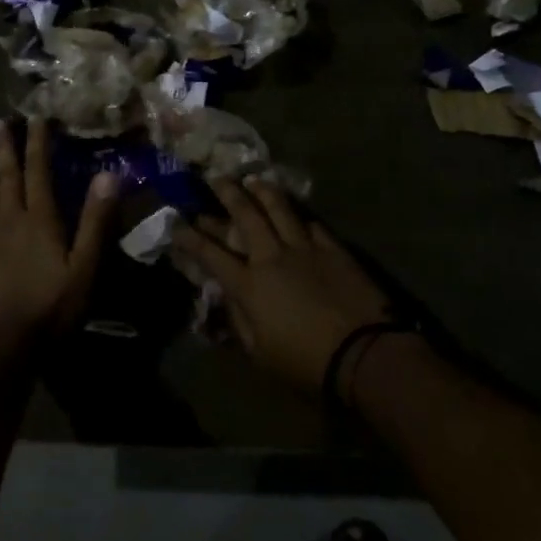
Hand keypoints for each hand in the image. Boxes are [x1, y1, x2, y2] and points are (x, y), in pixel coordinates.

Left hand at [0, 117, 117, 338]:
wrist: (3, 344)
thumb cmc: (51, 306)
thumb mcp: (85, 266)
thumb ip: (96, 221)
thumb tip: (109, 174)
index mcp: (40, 219)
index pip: (38, 171)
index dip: (38, 143)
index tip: (36, 118)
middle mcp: (12, 219)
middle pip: (8, 176)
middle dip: (6, 147)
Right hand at [171, 178, 389, 393]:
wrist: (363, 352)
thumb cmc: (305, 362)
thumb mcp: (259, 353)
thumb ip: (239, 321)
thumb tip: (227, 297)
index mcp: (248, 285)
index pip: (210, 254)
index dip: (189, 237)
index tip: (176, 223)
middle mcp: (271, 256)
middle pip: (245, 216)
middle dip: (227, 193)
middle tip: (216, 177)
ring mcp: (304, 248)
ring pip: (279, 208)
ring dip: (263, 191)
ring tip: (253, 179)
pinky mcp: (333, 249)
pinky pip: (312, 224)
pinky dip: (299, 216)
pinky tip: (296, 211)